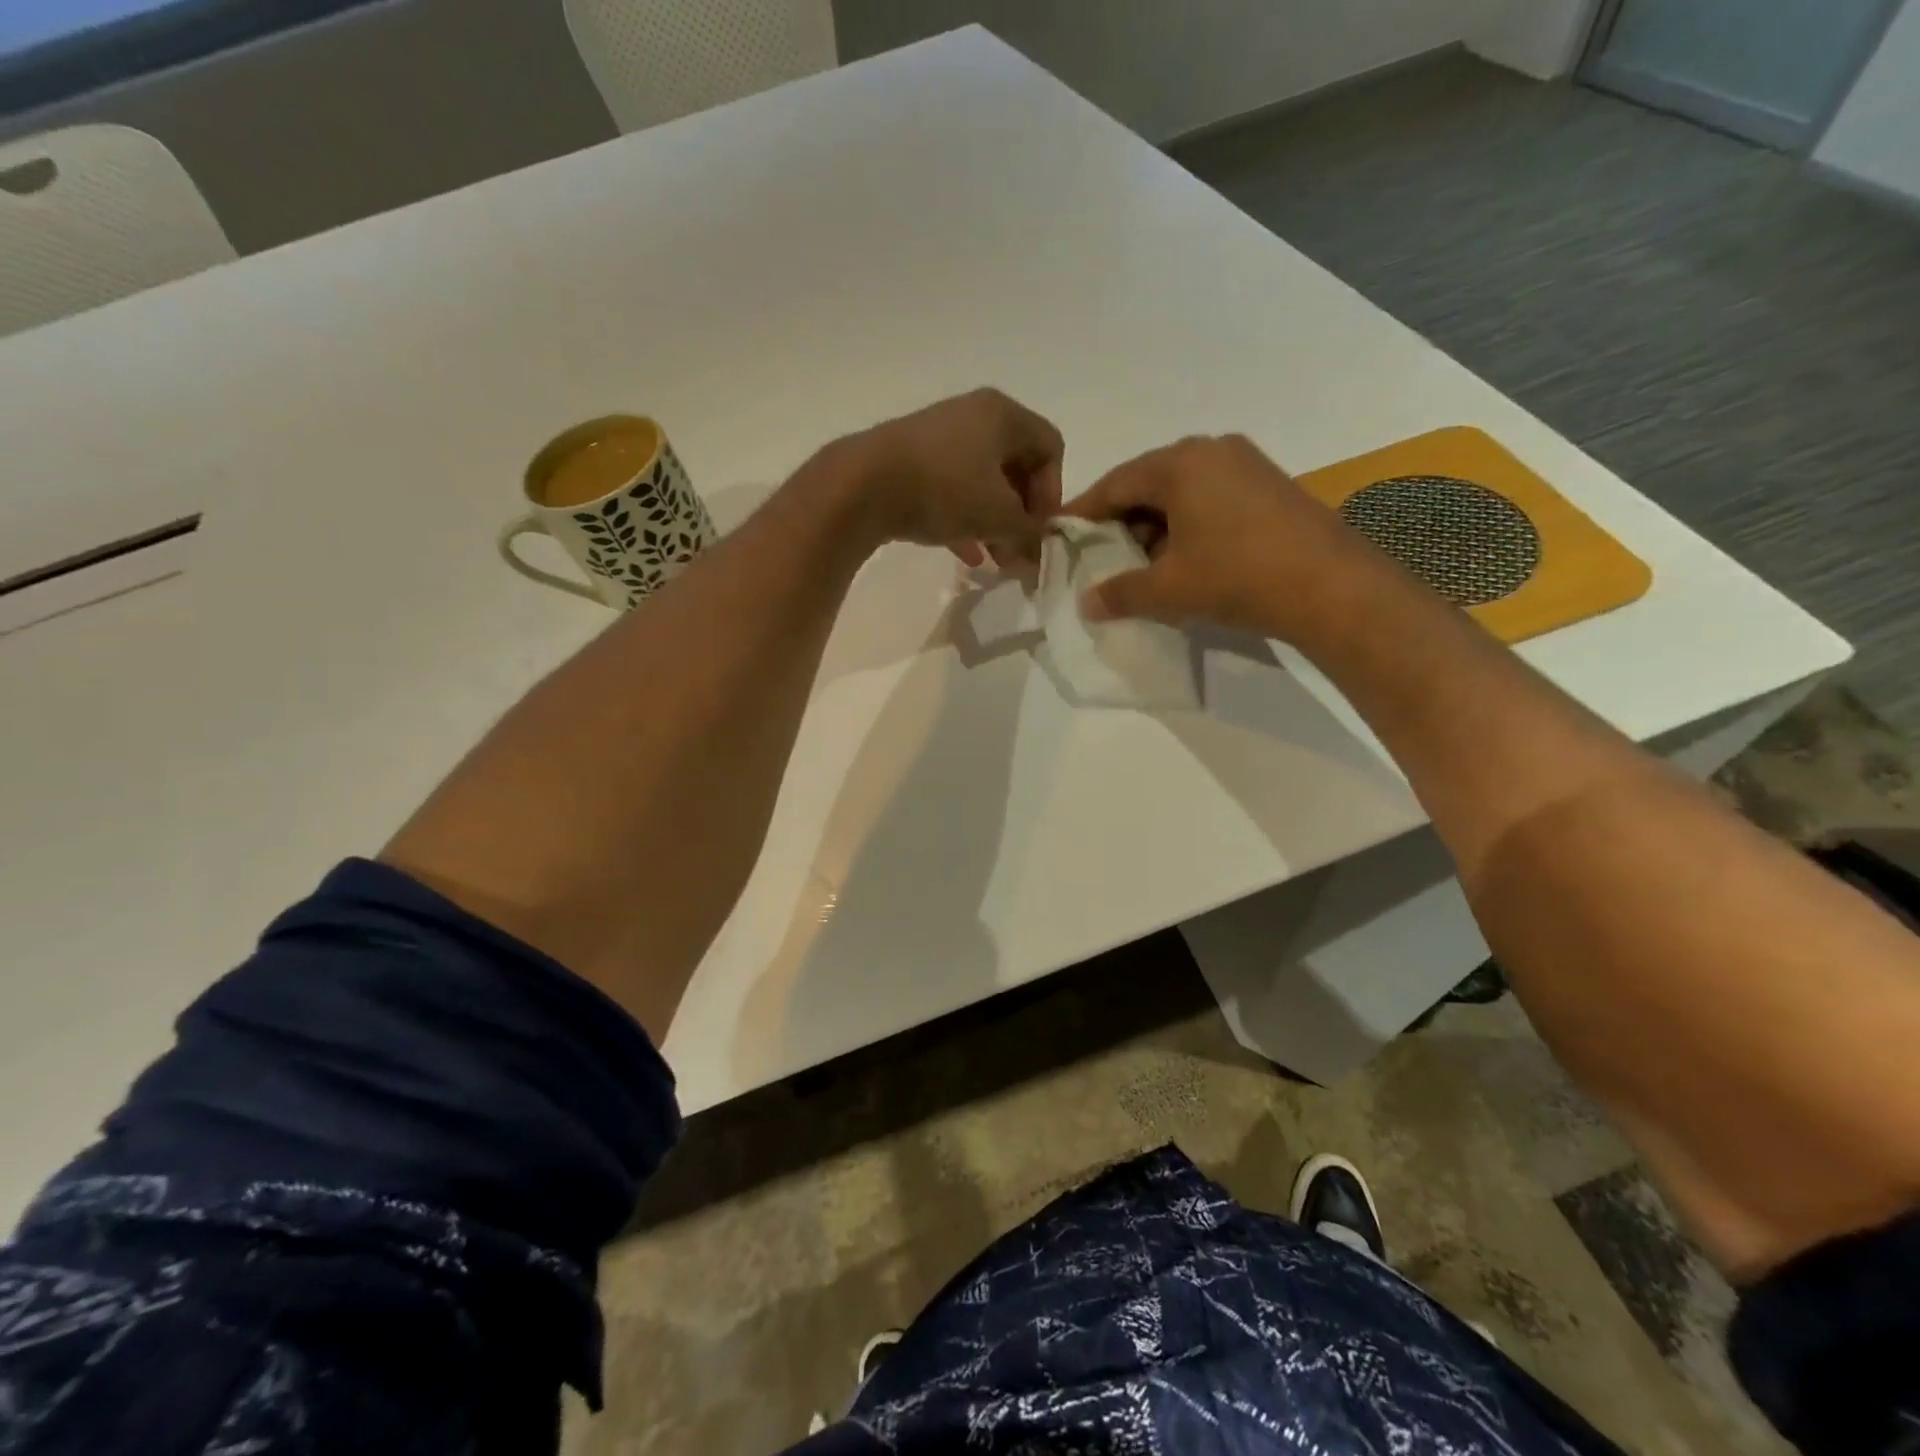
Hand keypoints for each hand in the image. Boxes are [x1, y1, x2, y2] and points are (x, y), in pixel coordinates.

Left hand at [843, 388, 1064, 566]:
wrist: (862, 486)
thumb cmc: (944, 490)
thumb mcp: (998, 517)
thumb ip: (1029, 536)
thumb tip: (1039, 558)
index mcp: (1003, 414)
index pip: (1050, 447)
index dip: (1053, 492)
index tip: (1038, 529)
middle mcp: (973, 416)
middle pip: (1016, 466)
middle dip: (1022, 514)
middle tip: (1019, 552)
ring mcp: (939, 437)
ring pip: (983, 482)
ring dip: (995, 522)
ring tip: (997, 561)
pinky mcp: (911, 461)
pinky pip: (951, 490)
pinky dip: (965, 520)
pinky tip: (968, 557)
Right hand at [1064, 434, 1380, 641]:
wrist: (1332, 586)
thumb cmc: (1237, 576)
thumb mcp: (1168, 589)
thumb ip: (1120, 593)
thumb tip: (1086, 603)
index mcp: (1179, 463)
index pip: (1114, 484)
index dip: (1084, 512)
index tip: (1062, 534)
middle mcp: (1211, 450)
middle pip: (1148, 483)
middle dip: (1121, 520)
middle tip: (1102, 555)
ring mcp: (1246, 464)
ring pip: (1181, 491)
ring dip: (1156, 525)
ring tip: (1144, 564)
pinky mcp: (1270, 485)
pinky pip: (1211, 497)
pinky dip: (1188, 524)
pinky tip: (1186, 558)